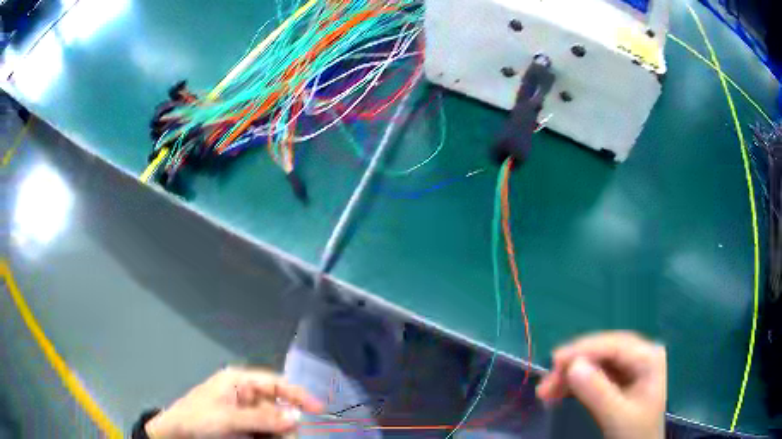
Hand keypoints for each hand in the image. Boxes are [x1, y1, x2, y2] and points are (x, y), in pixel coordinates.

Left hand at [146, 367, 323, 437]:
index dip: (297, 394)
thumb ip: (261, 418)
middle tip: (290, 438)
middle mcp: (243, 394)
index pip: (274, 383)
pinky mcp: (241, 426)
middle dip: (286, 423)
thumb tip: (295, 417)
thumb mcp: (228, 418)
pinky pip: (264, 431)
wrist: (175, 435)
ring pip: (273, 422)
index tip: (318, 409)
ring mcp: (242, 412)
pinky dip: (270, 438)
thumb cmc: (197, 419)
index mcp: (238, 382)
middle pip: (276, 406)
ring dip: (278, 433)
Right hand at [536, 332, 665, 438]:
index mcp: (649, 358)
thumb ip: (598, 392)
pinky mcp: (619, 381)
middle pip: (603, 352)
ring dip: (570, 377)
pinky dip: (575, 385)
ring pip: (595, 364)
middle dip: (573, 365)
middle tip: (546, 382)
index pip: (614, 345)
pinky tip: (557, 394)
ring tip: (545, 393)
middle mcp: (640, 356)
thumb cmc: (635, 434)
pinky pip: (594, 377)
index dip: (584, 349)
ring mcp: (629, 369)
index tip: (555, 361)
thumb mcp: (618, 416)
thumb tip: (572, 366)